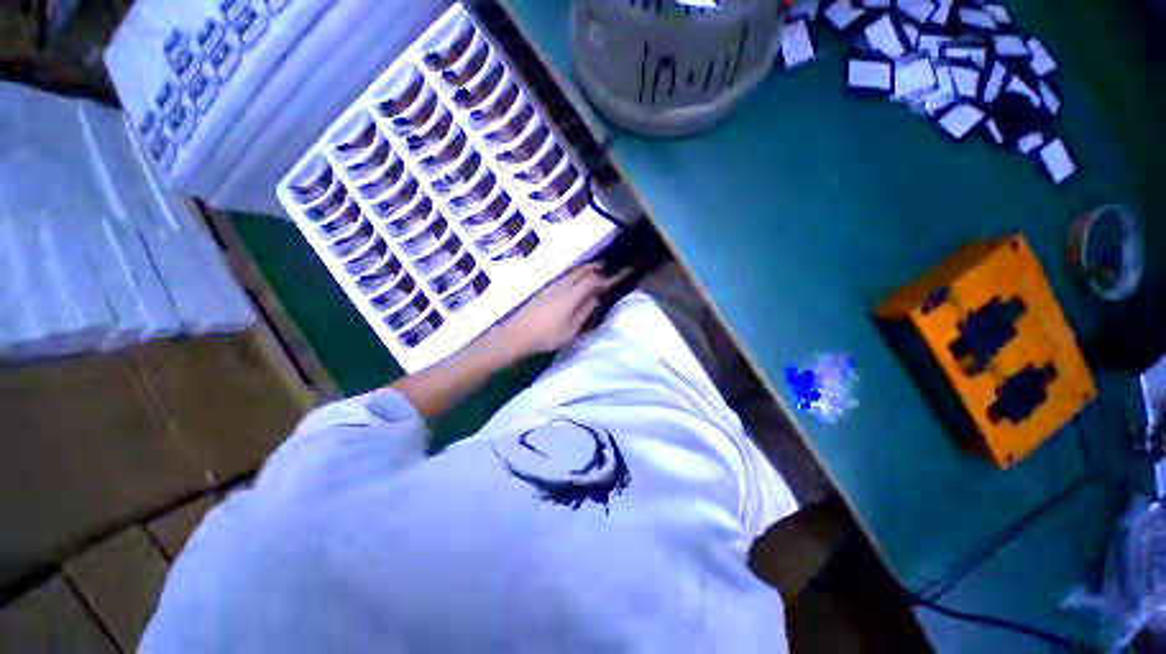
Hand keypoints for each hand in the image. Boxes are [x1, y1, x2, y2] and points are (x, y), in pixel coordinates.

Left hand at [493, 263, 624, 358]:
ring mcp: (551, 286)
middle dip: (593, 267)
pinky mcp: (544, 290)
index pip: (591, 280)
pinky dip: (574, 274)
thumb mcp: (571, 330)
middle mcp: (561, 286)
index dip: (603, 279)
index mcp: (571, 295)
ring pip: (571, 272)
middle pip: (580, 271)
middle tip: (604, 267)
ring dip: (583, 269)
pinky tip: (574, 280)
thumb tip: (595, 298)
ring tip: (592, 271)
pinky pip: (564, 276)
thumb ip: (585, 312)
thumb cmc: (547, 336)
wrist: (518, 334)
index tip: (611, 282)